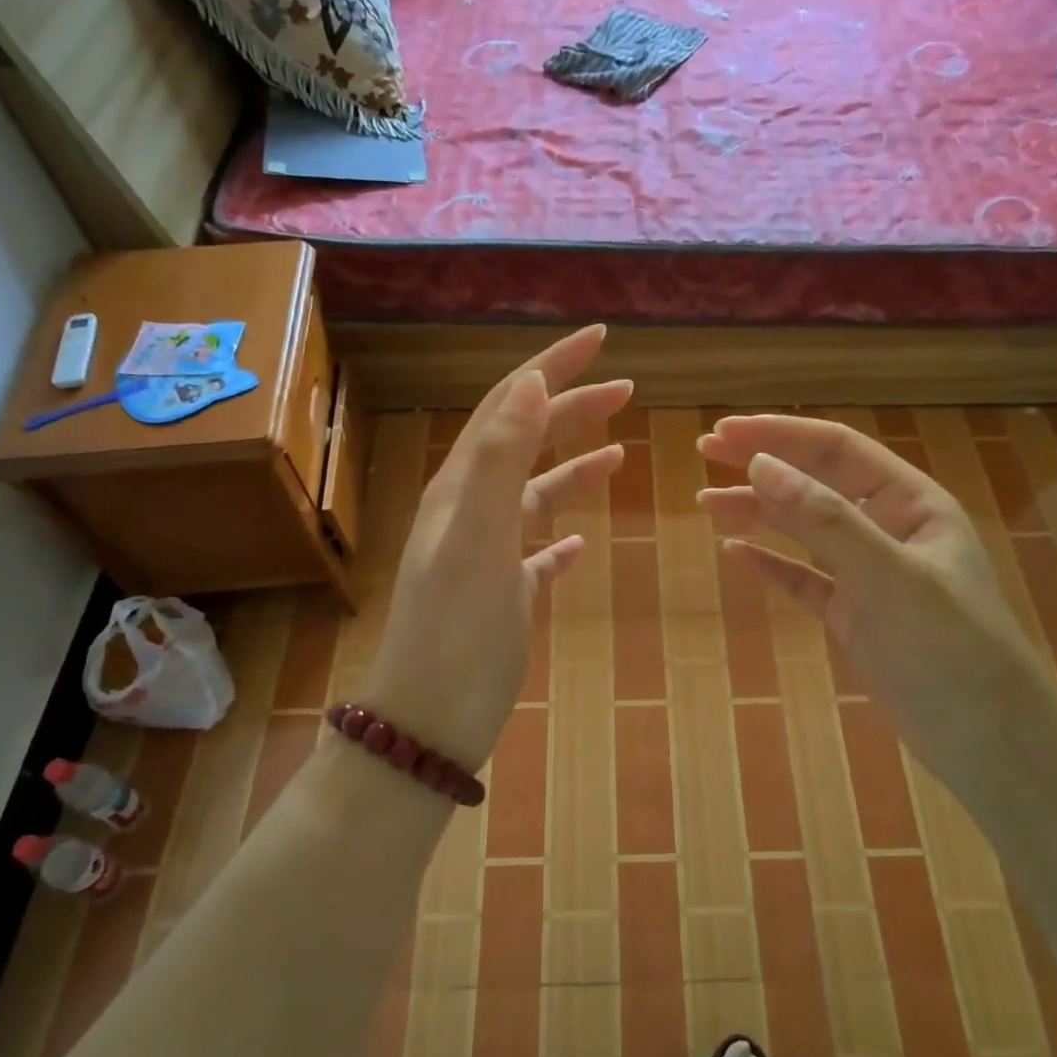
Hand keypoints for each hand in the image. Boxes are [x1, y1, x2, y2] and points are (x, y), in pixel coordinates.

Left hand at [362, 326, 630, 768]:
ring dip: (572, 466)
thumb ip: (500, 458)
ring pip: (534, 494)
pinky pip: (535, 552)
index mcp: (464, 487)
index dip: (554, 366)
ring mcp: (487, 555)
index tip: (601, 338)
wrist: (430, 719)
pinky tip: (580, 543)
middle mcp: (472, 511)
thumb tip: (530, 382)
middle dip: (572, 408)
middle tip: (626, 389)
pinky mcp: (503, 596)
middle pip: (525, 441)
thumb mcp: (477, 536)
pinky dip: (560, 537)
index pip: (511, 404)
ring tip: (617, 453)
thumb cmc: (457, 629)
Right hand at [697, 415, 1051, 772]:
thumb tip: (759, 465)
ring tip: (707, 503)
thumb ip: (826, 521)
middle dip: (761, 465)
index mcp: (911, 504)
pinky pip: (802, 579)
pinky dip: (770, 565)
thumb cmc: (952, 650)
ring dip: (757, 513)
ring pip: (803, 530)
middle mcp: (888, 530)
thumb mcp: (890, 578)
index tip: (725, 432)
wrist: (987, 742)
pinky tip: (736, 555)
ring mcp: (868, 574)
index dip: (780, 435)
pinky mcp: (853, 615)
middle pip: (815, 483)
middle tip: (704, 453)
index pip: (837, 451)